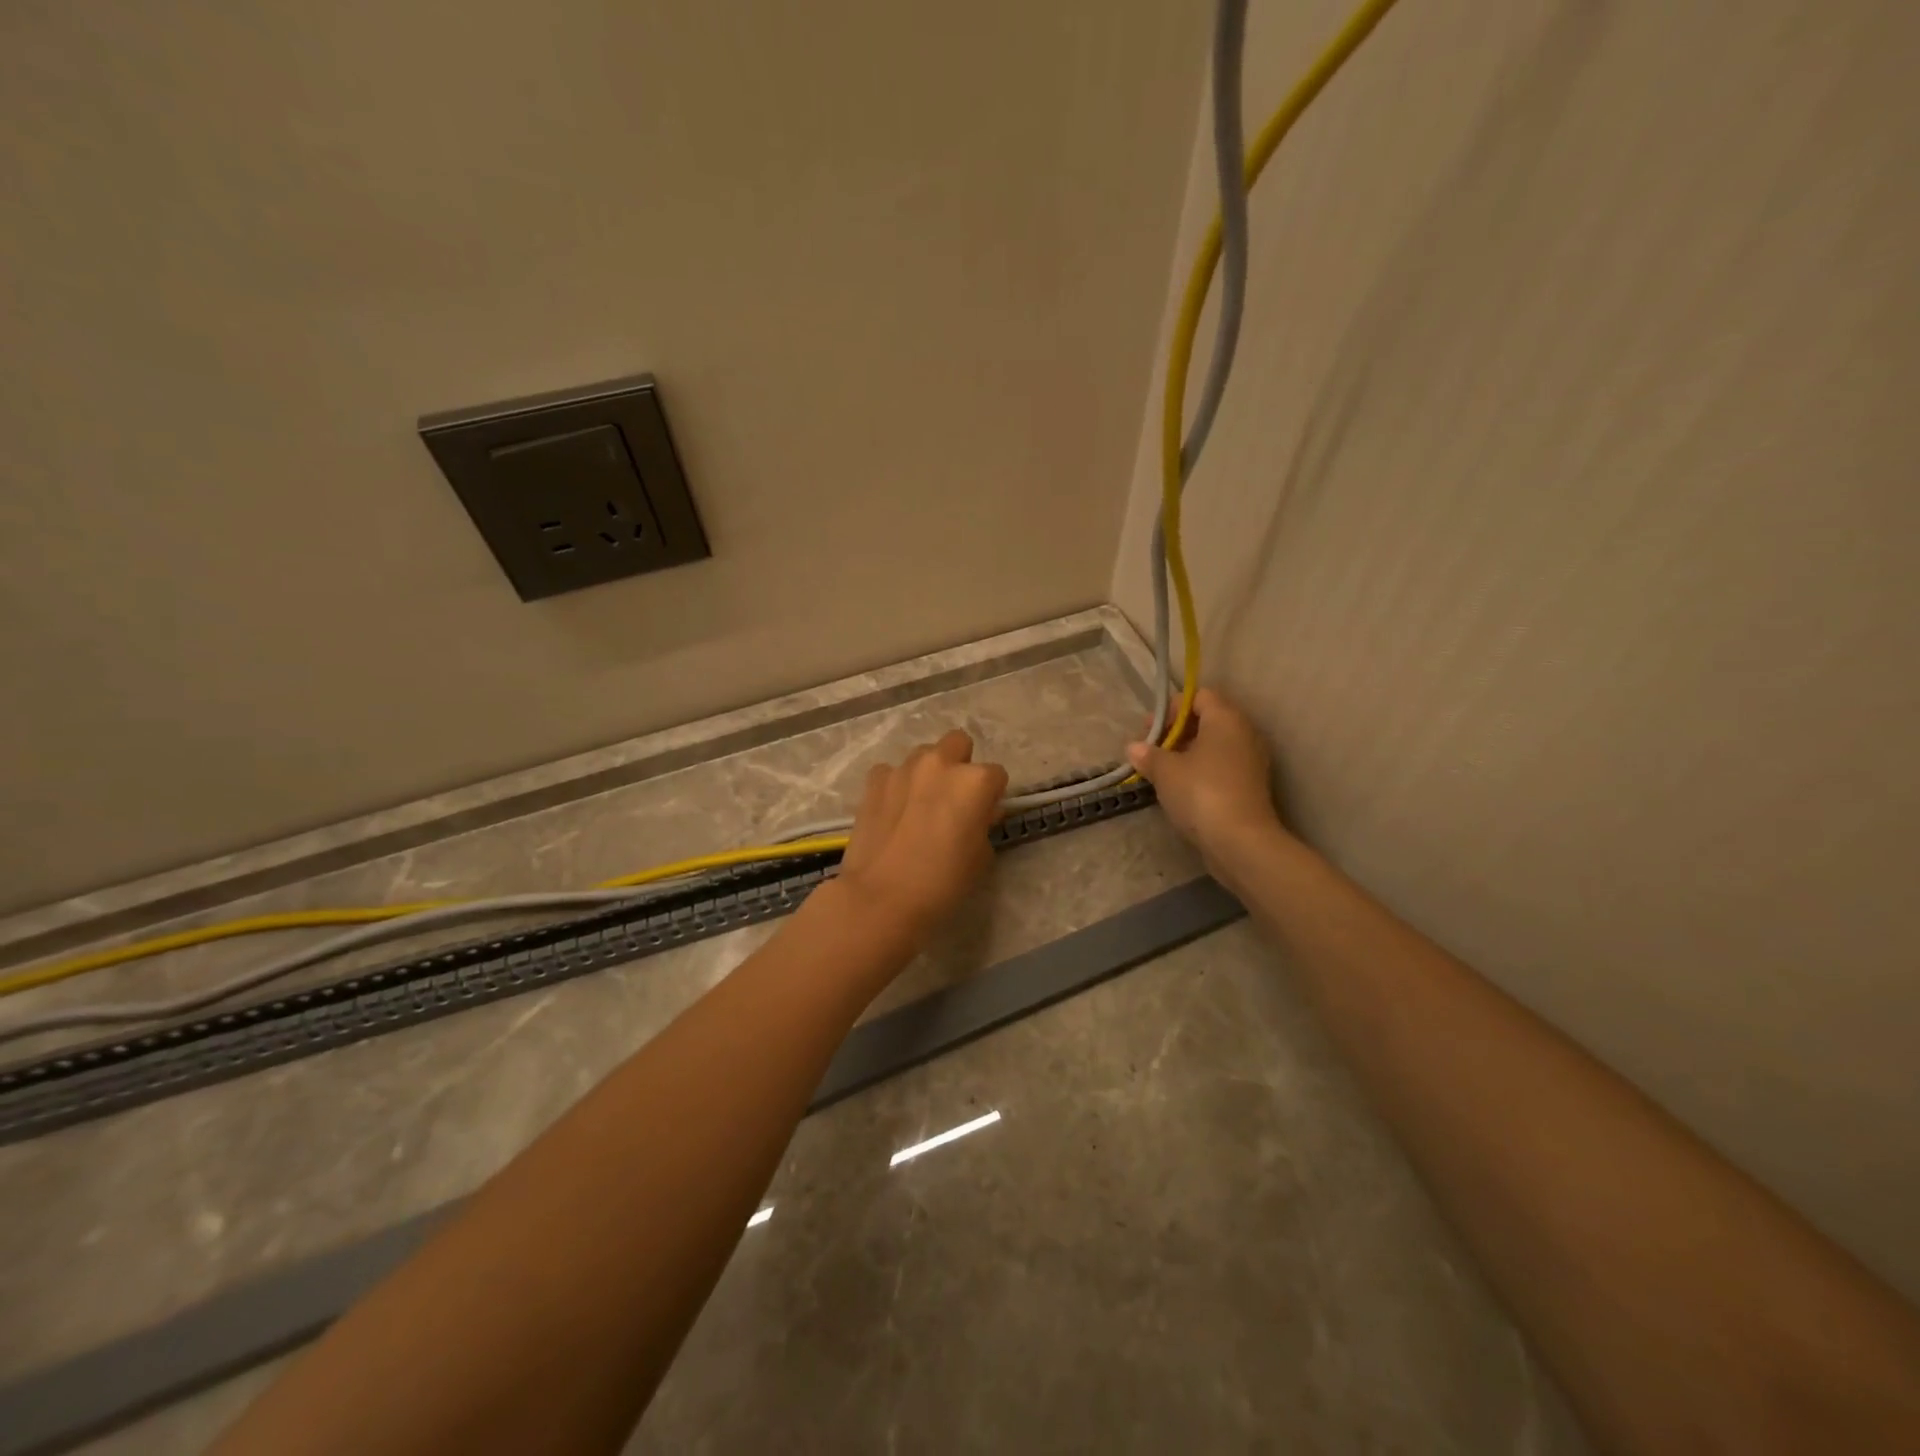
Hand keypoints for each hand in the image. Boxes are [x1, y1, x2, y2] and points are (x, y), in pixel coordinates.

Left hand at [836, 729, 1009, 945]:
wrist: (881, 897)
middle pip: (959, 743)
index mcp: (975, 781)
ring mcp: (903, 768)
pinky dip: (896, 785)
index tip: (983, 816)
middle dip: (960, 764)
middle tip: (953, 798)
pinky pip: (891, 772)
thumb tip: (979, 813)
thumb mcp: (981, 857)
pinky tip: (892, 811)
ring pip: (924, 755)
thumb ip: (983, 824)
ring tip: (919, 805)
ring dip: (927, 773)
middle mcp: (941, 764)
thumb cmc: (942, 882)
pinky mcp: (874, 780)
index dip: (992, 796)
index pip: (996, 775)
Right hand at [1126, 688, 1287, 865]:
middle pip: (1207, 720)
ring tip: (1162, 772)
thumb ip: (1148, 755)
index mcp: (1226, 719)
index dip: (1172, 709)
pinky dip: (1202, 771)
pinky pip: (1222, 767)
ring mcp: (1251, 761)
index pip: (1199, 696)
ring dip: (1188, 754)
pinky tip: (1181, 789)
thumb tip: (1134, 748)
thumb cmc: (1200, 793)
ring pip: (1214, 746)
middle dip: (1177, 732)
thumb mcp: (1165, 771)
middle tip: (1151, 751)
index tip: (1150, 731)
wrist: (1240, 841)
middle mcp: (1244, 733)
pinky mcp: (1251, 786)